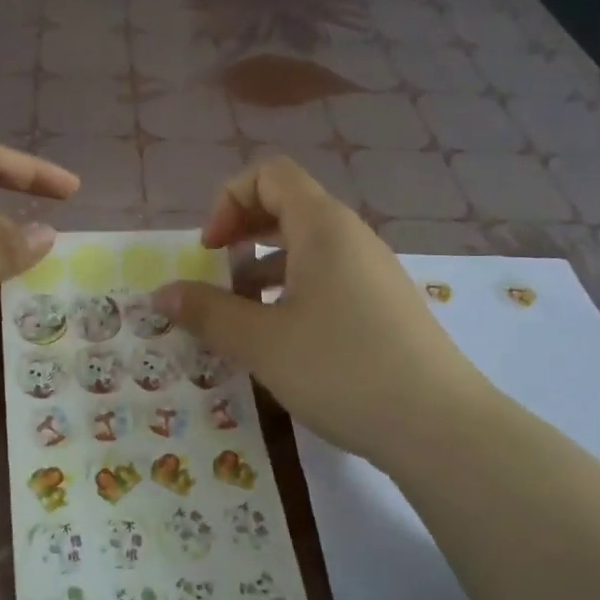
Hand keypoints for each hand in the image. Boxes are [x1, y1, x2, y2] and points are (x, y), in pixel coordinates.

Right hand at [152, 156, 491, 471]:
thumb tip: (160, 294)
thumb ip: (206, 312)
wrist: (438, 426)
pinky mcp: (384, 306)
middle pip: (288, 207)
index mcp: (323, 227)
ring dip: (264, 269)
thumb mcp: (260, 342)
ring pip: (307, 248)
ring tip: (243, 318)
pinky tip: (282, 341)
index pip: (270, 174)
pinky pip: (328, 279)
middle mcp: (352, 238)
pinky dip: (293, 293)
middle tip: (217, 278)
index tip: (209, 251)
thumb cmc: (340, 369)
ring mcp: (373, 272)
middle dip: (242, 235)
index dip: (228, 201)